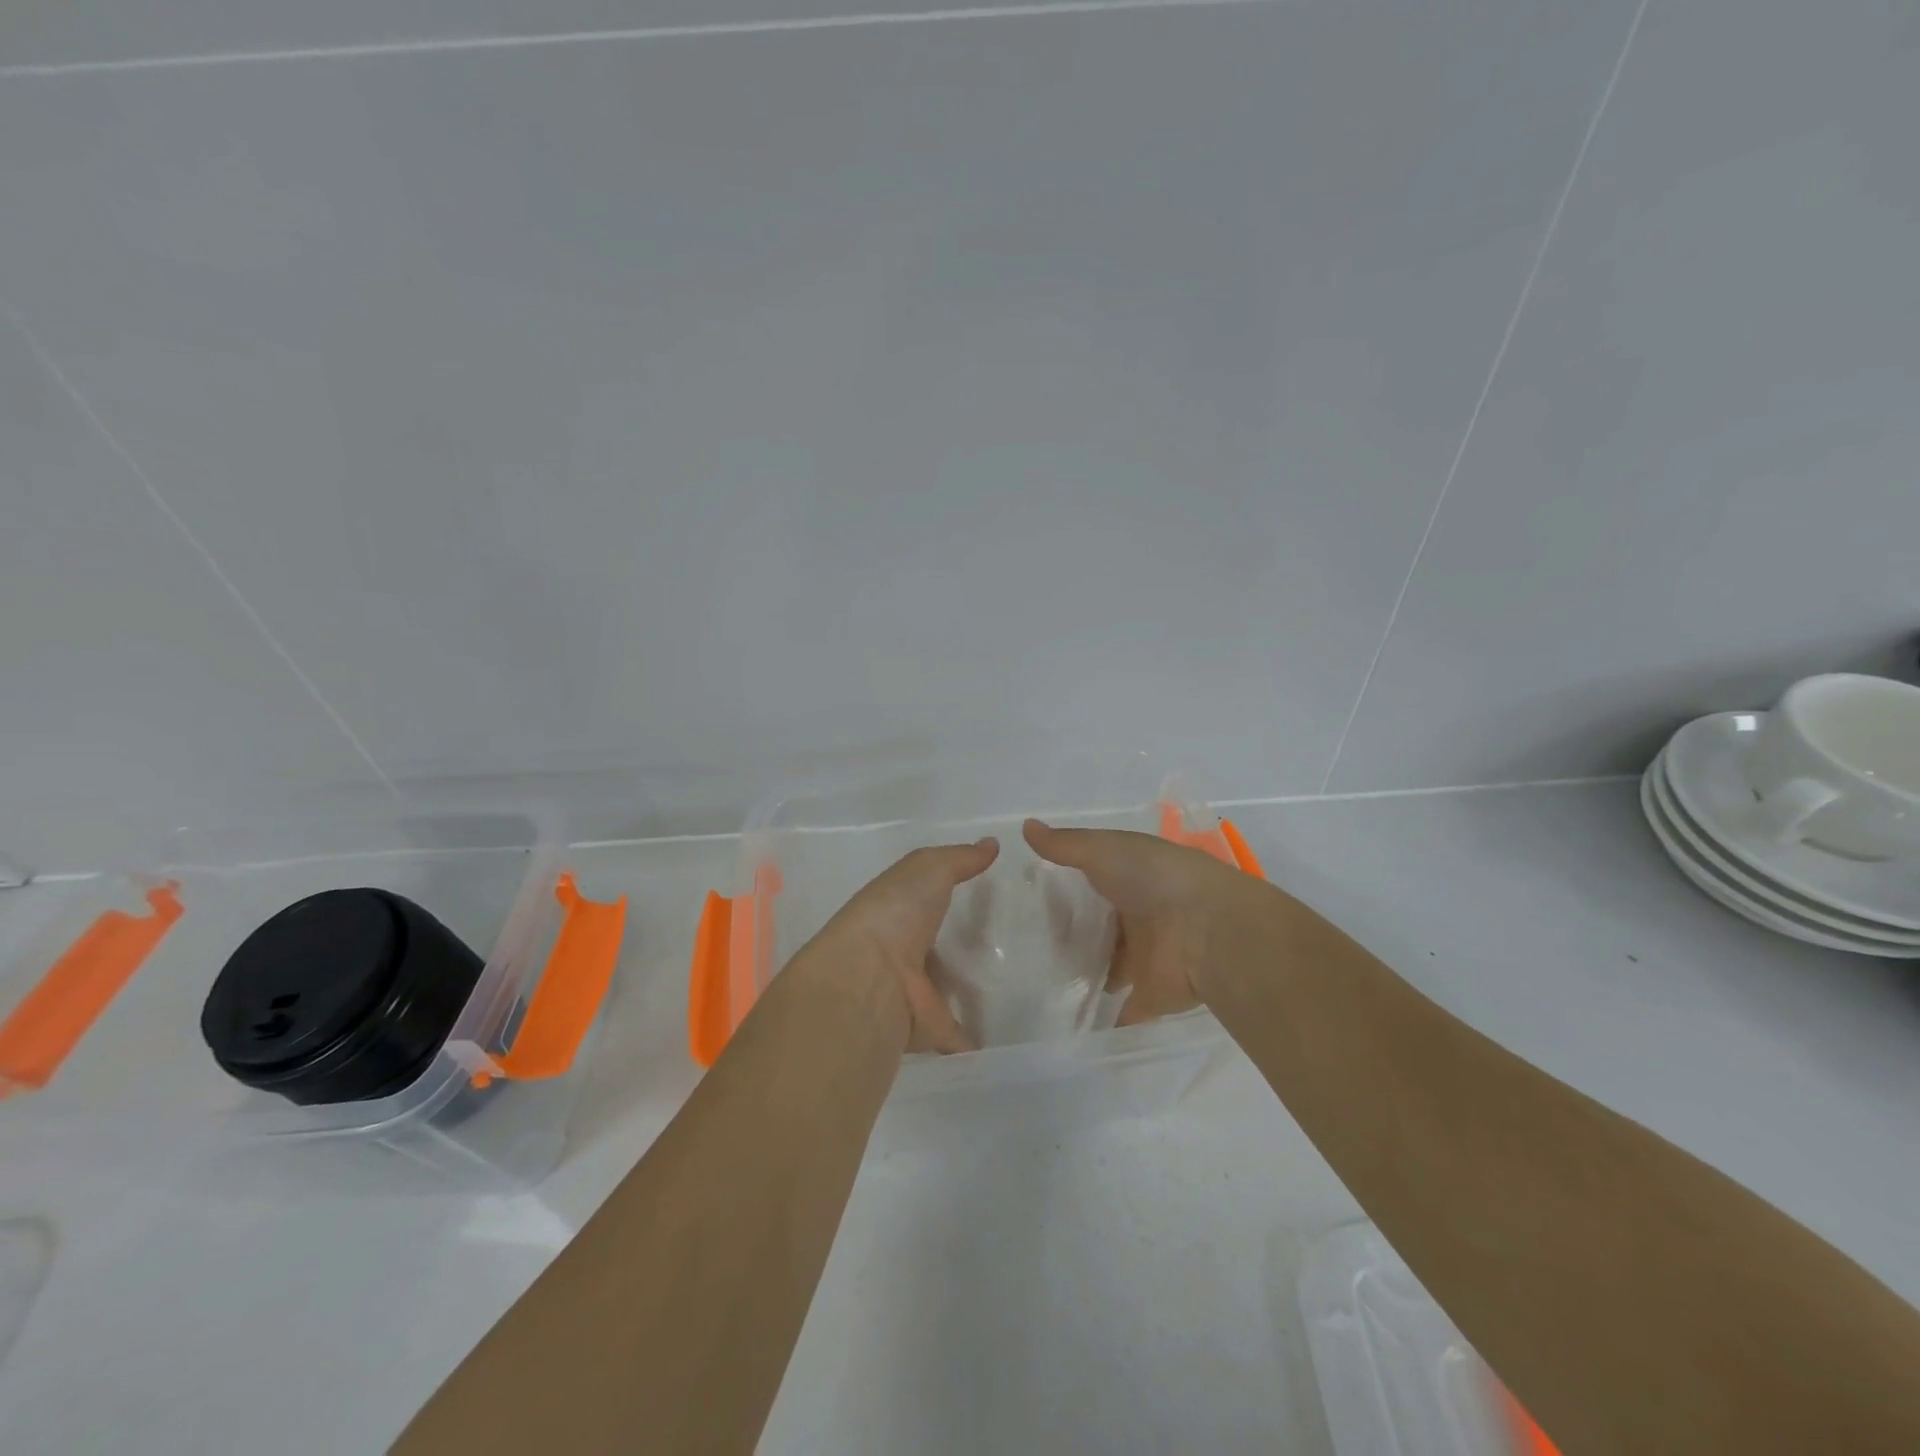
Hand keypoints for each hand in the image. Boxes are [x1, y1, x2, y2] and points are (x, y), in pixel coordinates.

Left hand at [801, 839, 999, 1053]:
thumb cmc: (894, 912)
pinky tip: (1006, 1036)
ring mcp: (915, 993)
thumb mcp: (927, 868)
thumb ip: (960, 858)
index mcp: (897, 912)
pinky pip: (959, 1037)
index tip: (989, 894)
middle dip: (965, 946)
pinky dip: (976, 1041)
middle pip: (939, 948)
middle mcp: (903, 952)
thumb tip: (992, 843)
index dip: (949, 897)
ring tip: (1018, 986)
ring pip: (948, 990)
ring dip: (971, 990)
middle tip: (1013, 942)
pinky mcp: (930, 1029)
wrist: (868, 977)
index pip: (925, 902)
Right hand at [1023, 819, 1257, 1024]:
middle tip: (1024, 943)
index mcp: (1134, 877)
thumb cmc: (1155, 879)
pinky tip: (1071, 1025)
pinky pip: (1124, 1010)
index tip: (1030, 895)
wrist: (1208, 929)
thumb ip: (1064, 845)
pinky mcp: (1151, 994)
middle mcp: (1141, 915)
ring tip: (1037, 982)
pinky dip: (1106, 1020)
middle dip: (1073, 932)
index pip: (1095, 880)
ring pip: (1110, 966)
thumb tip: (1024, 826)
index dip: (1067, 885)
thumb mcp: (1103, 850)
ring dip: (1086, 972)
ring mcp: (1146, 957)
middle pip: (1102, 925)